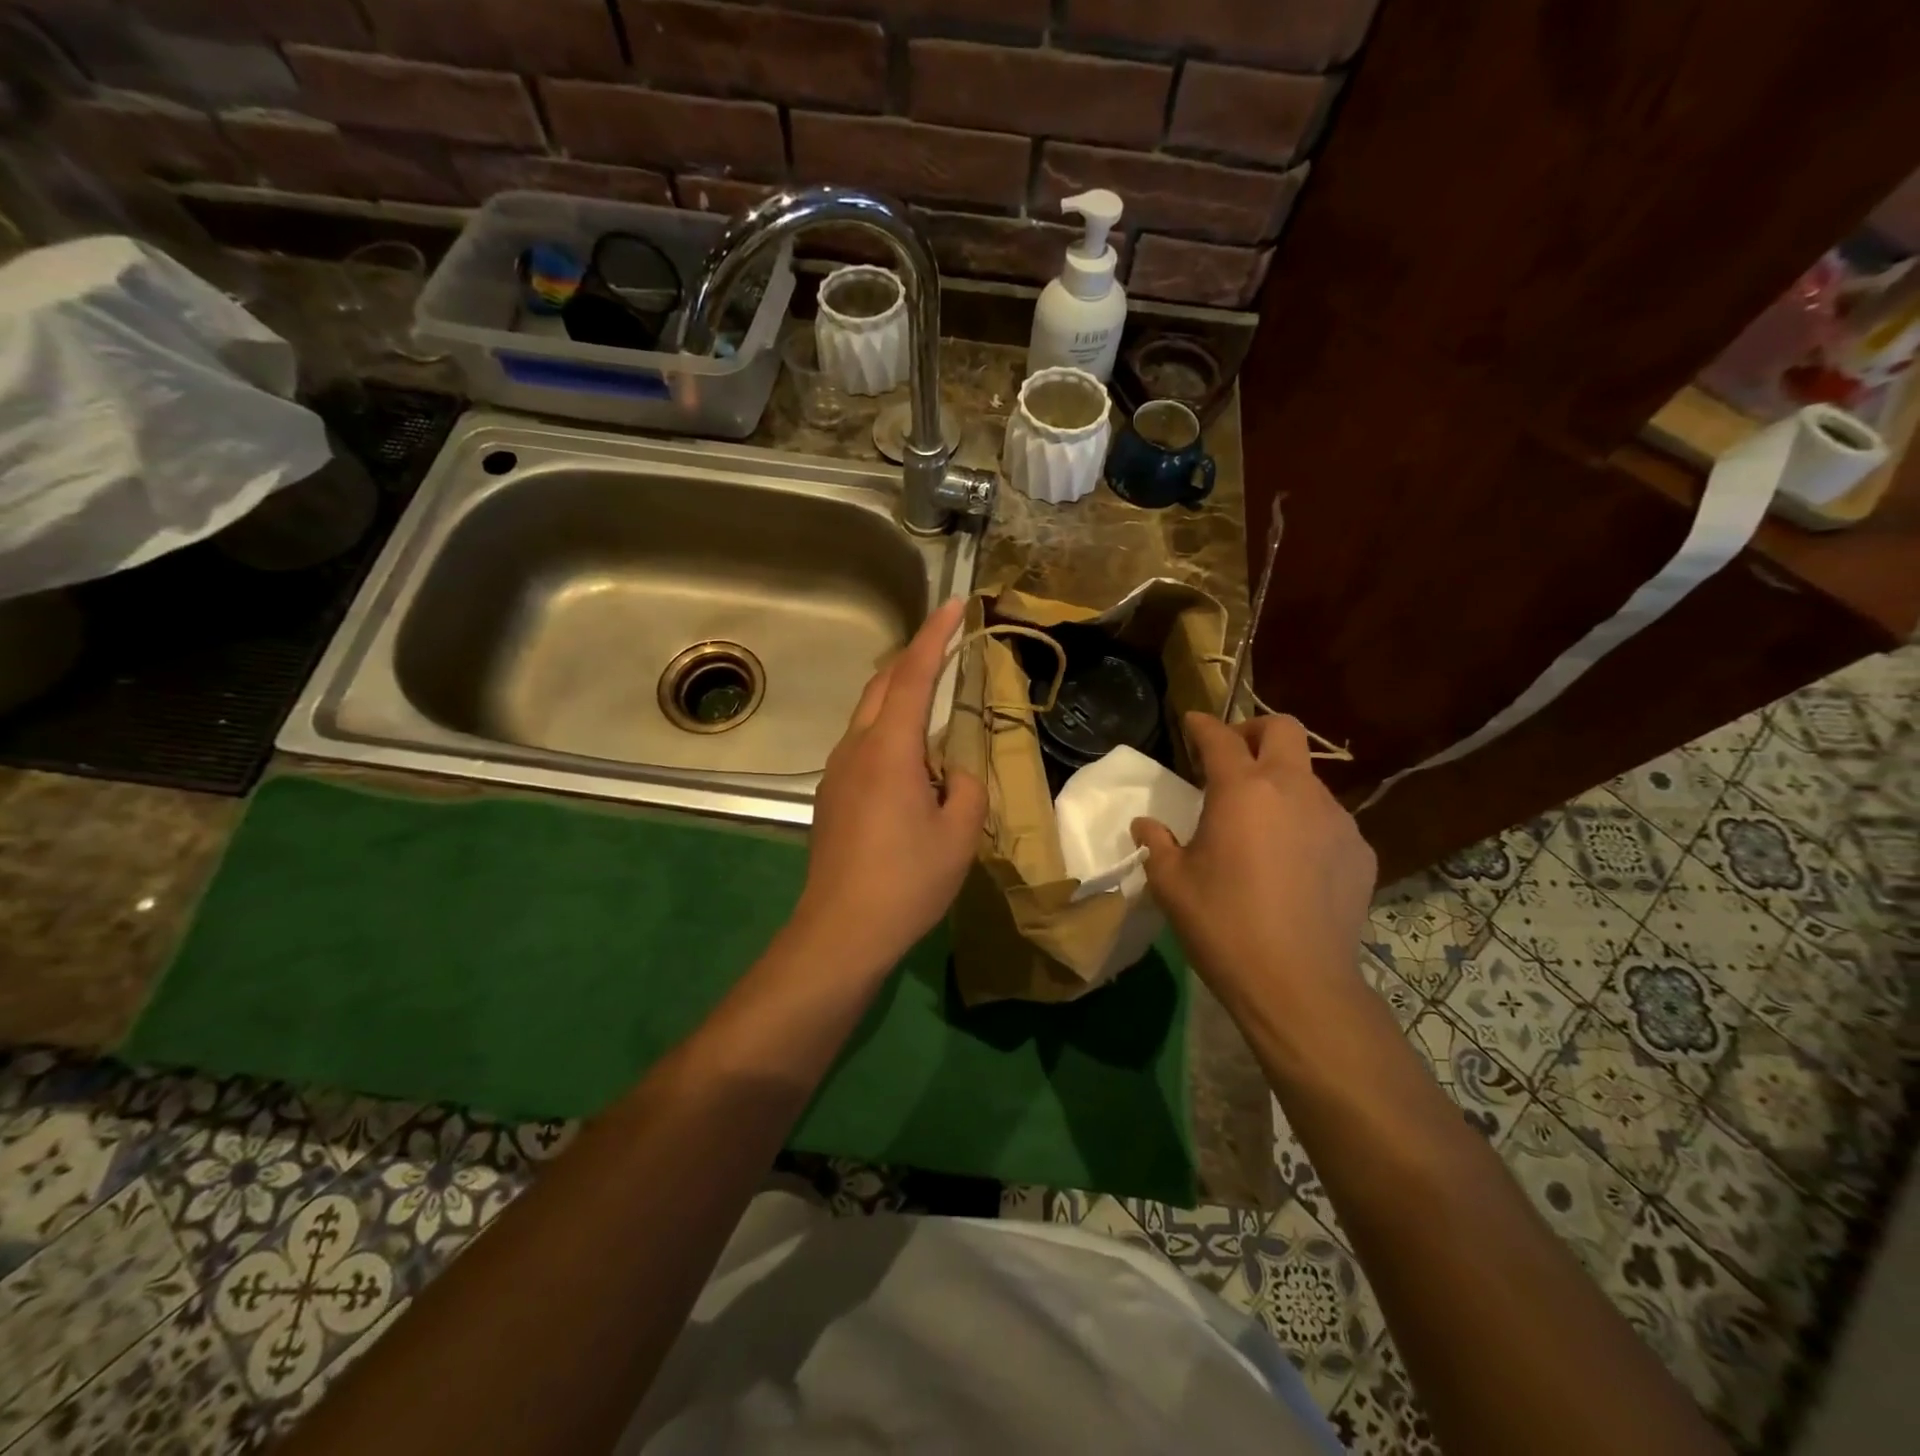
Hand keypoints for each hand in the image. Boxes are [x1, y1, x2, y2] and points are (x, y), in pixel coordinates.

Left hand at [790, 597, 986, 971]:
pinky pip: (862, 744)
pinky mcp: (831, 796)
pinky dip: (888, 729)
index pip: (913, 674)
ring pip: (869, 714)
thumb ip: (968, 785)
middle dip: (915, 658)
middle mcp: (856, 748)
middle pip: (883, 685)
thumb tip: (960, 766)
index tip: (955, 605)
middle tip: (949, 646)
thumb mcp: (960, 834)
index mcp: (890, 748)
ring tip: (935, 701)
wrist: (841, 930)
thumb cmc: (907, 880)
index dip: (935, 635)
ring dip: (900, 695)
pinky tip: (911, 759)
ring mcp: (837, 772)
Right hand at [1132, 713, 1375, 1002]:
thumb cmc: (1223, 926)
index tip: (1191, 723)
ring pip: (1308, 776)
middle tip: (1233, 756)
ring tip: (1260, 822)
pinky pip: (1328, 818)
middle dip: (1254, 731)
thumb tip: (1146, 825)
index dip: (1202, 725)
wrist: (1298, 984)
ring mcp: (1335, 818)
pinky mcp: (1360, 850)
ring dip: (1280, 781)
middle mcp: (1294, 791)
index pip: (1220, 738)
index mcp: (1243, 791)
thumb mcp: (1172, 884)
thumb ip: (1157, 844)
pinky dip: (1305, 822)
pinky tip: (1292, 862)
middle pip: (1284, 730)